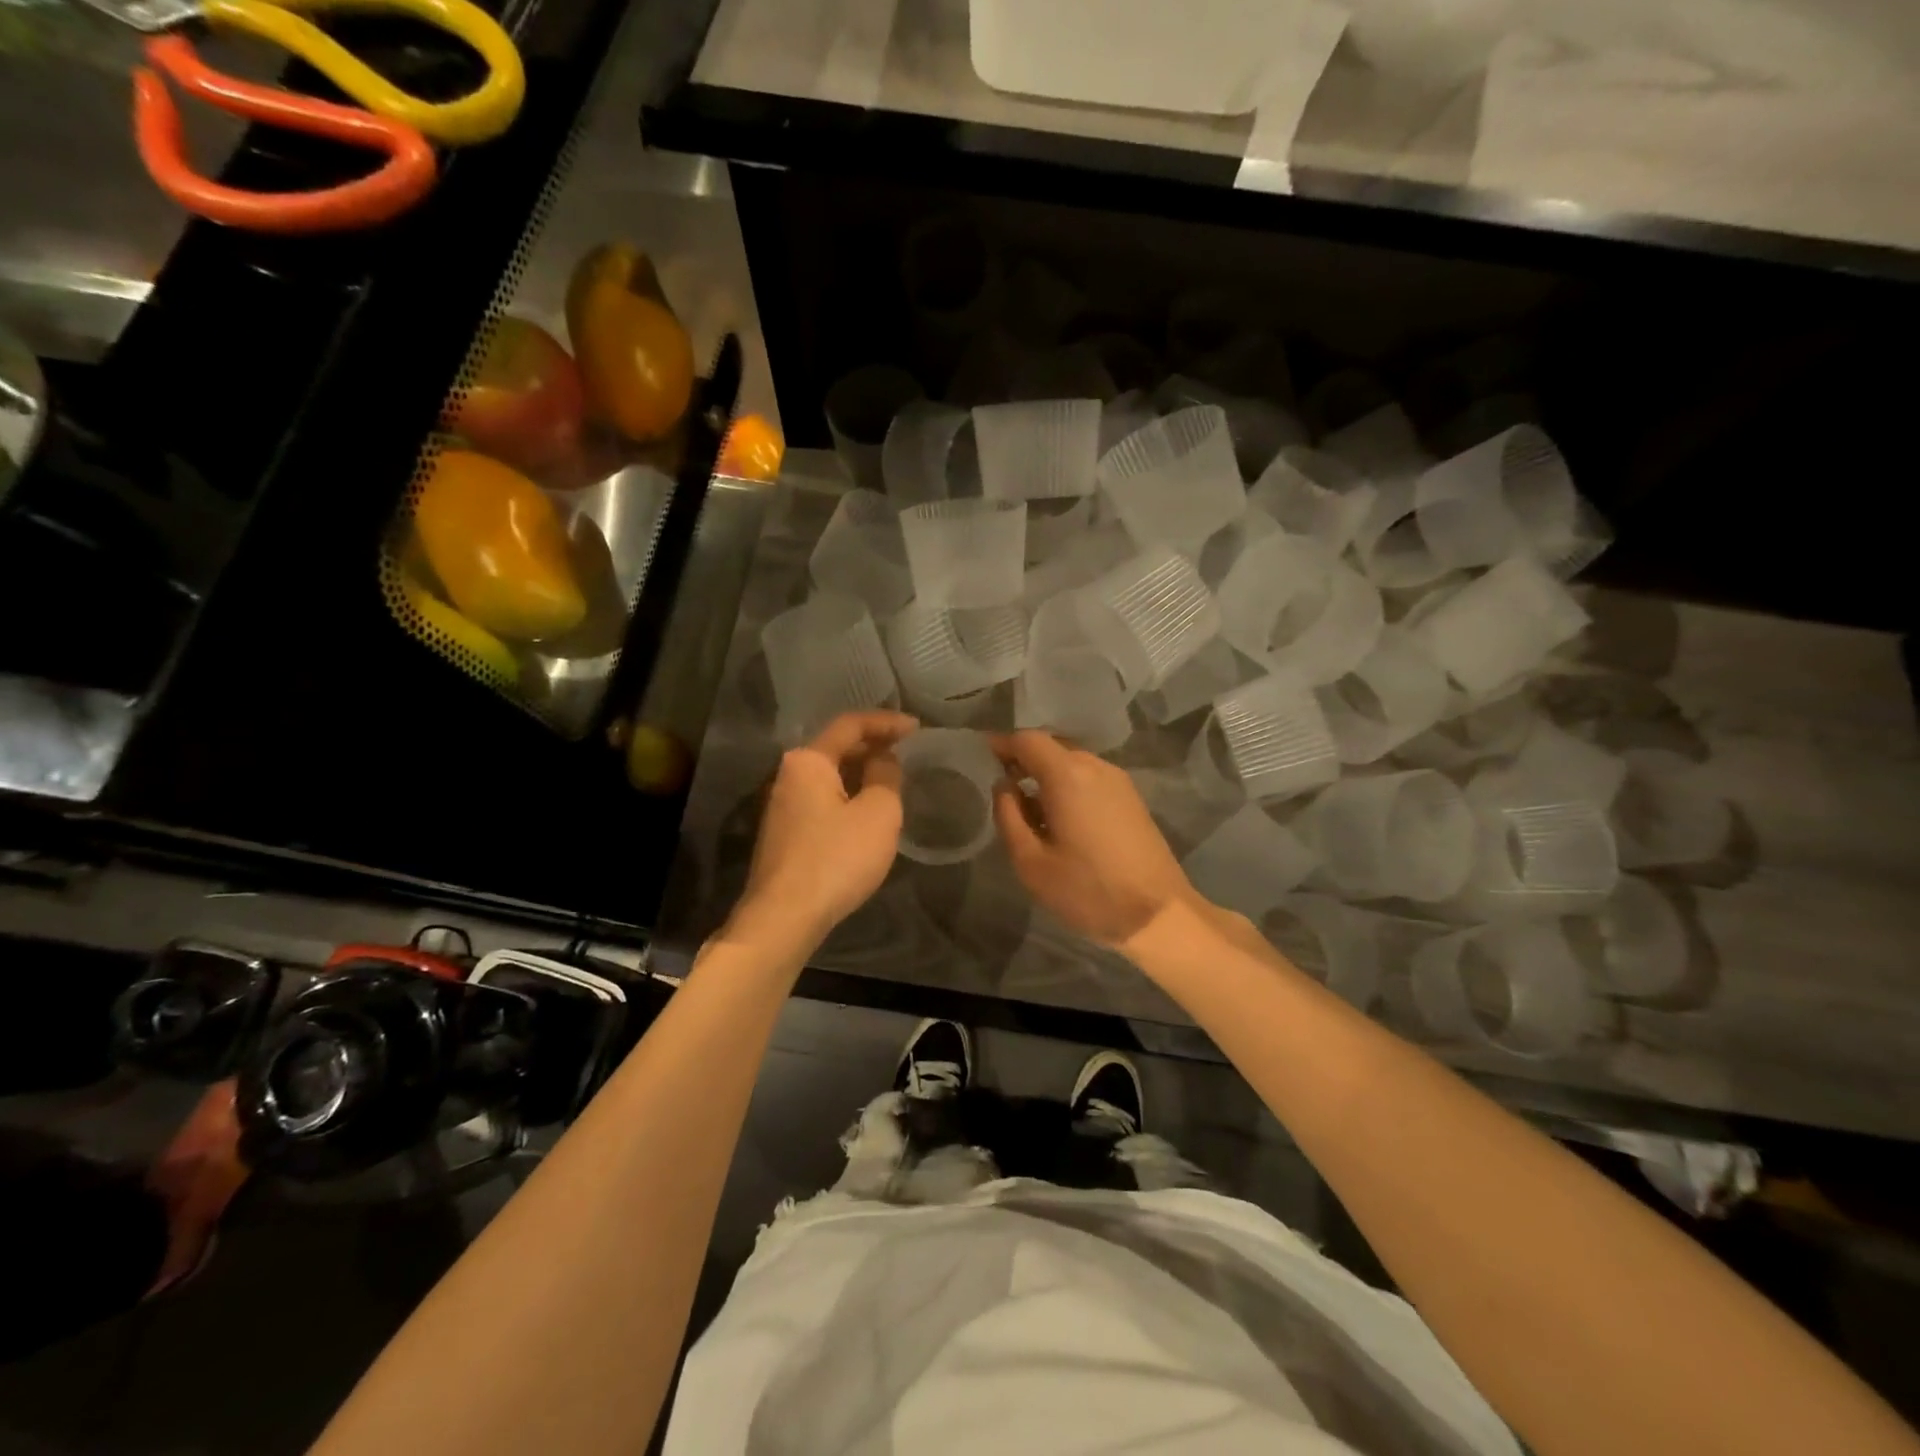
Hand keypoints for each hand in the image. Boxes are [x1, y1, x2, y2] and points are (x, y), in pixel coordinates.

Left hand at [732, 711, 916, 947]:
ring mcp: (782, 805)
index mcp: (809, 760)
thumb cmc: (837, 858)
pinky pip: (822, 800)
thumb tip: (882, 760)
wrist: (785, 917)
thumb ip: (886, 776)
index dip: (887, 722)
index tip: (917, 728)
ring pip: (829, 776)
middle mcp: (789, 775)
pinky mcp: (785, 833)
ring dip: (861, 773)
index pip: (851, 725)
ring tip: (892, 780)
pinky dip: (848, 796)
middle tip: (907, 752)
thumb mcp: (878, 812)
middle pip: (836, 748)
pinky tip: (867, 812)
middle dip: (873, 746)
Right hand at [990, 731, 1197, 948]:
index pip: (1028, 739)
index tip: (983, 756)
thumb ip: (1009, 816)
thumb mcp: (1031, 861)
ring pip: (1073, 761)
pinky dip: (1069, 784)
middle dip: (1024, 758)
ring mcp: (1118, 781)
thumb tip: (1004, 786)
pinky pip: (1090, 777)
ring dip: (1047, 773)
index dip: (1002, 744)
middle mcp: (1095, 766)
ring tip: (1029, 806)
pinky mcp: (1132, 798)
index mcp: (1067, 774)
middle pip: (1052, 746)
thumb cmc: (1088, 890)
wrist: (1158, 914)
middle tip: (1002, 784)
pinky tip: (1061, 816)